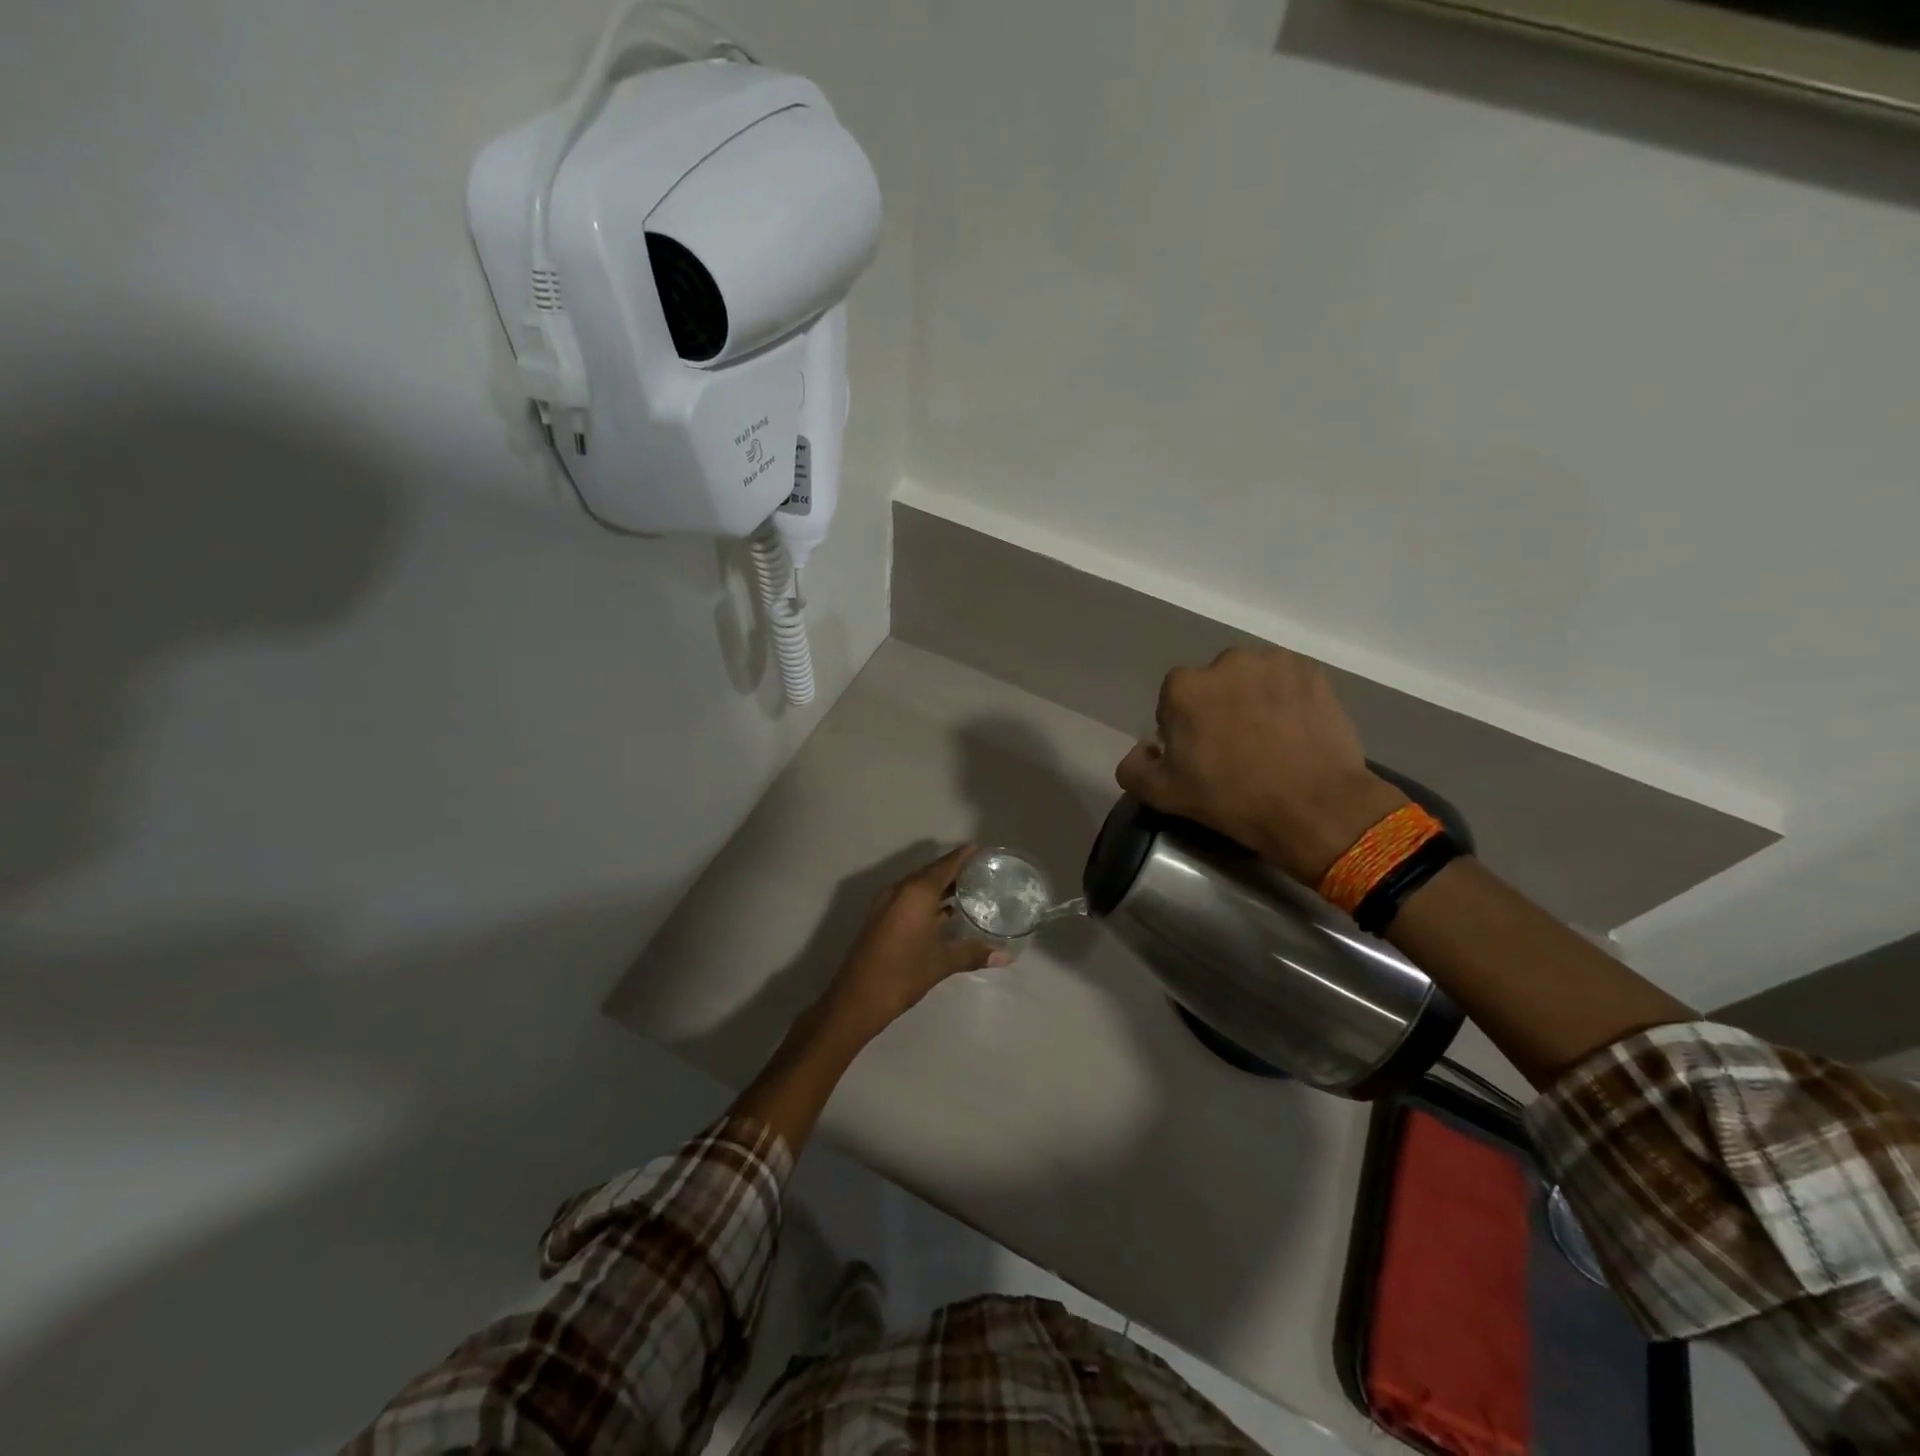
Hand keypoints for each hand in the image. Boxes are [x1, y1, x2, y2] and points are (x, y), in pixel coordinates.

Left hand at [818, 845, 1009, 1045]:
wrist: (857, 999)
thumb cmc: (903, 974)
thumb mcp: (942, 962)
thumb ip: (973, 953)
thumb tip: (1006, 955)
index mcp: (916, 893)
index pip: (944, 865)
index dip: (962, 856)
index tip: (980, 849)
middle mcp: (900, 890)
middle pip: (930, 873)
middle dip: (953, 871)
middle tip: (980, 871)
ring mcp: (887, 904)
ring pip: (918, 887)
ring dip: (940, 887)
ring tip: (968, 890)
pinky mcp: (881, 918)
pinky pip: (909, 899)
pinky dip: (927, 900)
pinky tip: (945, 913)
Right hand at [1115, 646, 1406, 883]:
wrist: (1316, 806)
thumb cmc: (1232, 799)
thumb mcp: (1164, 795)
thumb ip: (1134, 768)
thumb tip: (1144, 749)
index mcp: (1183, 687)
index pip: (1172, 701)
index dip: (1183, 728)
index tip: (1199, 755)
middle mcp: (1225, 662)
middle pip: (1213, 685)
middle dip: (1218, 708)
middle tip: (1236, 748)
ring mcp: (1273, 663)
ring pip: (1252, 680)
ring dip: (1253, 700)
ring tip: (1270, 739)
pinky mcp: (1312, 672)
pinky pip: (1288, 682)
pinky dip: (1288, 700)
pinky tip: (1296, 732)